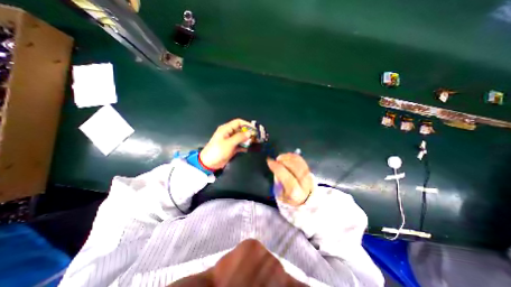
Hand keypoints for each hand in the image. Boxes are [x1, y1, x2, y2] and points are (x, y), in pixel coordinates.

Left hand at [201, 119, 254, 169]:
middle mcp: (229, 133)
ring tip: (255, 142)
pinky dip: (245, 145)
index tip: (254, 129)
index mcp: (226, 129)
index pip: (238, 122)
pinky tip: (250, 148)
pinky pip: (240, 144)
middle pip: (241, 129)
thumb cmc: (217, 151)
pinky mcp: (232, 147)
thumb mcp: (229, 143)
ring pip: (241, 137)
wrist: (209, 163)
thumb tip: (249, 133)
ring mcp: (230, 140)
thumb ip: (240, 137)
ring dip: (248, 139)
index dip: (247, 124)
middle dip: (249, 132)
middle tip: (257, 136)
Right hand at [265, 153, 312, 205]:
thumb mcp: (280, 195)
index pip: (288, 179)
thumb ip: (278, 182)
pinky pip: (303, 162)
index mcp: (296, 195)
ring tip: (281, 157)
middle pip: (297, 169)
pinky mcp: (311, 173)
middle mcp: (306, 186)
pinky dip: (295, 157)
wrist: (304, 202)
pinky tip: (287, 156)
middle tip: (276, 159)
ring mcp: (310, 179)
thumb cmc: (289, 199)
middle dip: (285, 161)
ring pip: (301, 164)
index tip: (270, 161)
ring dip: (290, 158)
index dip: (278, 168)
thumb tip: (276, 168)